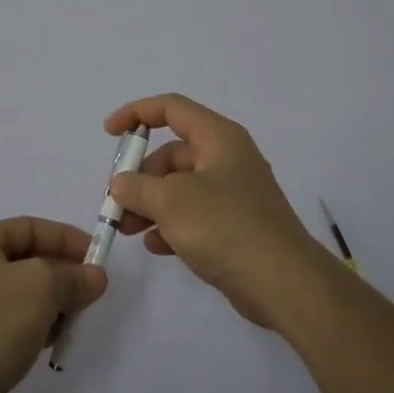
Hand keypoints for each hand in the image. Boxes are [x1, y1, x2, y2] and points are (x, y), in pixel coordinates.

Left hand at [0, 218, 107, 392]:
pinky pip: (13, 321)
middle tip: (91, 293)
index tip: (98, 256)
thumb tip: (95, 277)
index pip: (30, 228)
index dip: (67, 239)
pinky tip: (50, 342)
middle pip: (28, 261)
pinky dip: (35, 326)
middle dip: (62, 275)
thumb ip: (72, 277)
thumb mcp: (40, 288)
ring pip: (23, 294)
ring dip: (52, 304)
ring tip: (72, 322)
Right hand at [105, 94, 333, 330]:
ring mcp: (234, 193)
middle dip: (140, 176)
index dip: (137, 113)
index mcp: (218, 138)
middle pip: (172, 154)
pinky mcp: (235, 225)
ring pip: (180, 188)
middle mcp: (228, 158)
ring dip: (150, 204)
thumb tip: (121, 184)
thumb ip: (137, 187)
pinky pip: (194, 215)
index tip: (109, 132)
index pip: (171, 108)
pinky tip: (156, 246)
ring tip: (128, 230)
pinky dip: (172, 225)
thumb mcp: (171, 202)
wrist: (284, 283)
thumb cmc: (226, 227)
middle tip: (117, 203)